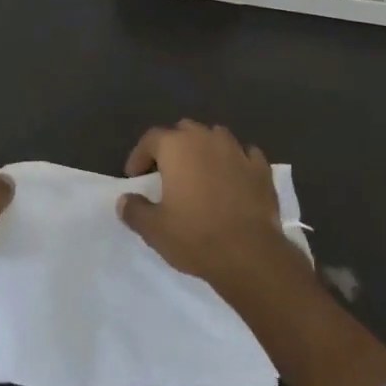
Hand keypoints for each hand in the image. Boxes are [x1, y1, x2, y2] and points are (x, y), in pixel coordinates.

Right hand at [116, 120, 297, 286]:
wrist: (250, 254)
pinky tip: (233, 178)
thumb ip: (135, 210)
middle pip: (184, 131)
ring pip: (215, 137)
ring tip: (200, 172)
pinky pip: (244, 154)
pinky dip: (235, 162)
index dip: (140, 156)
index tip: (135, 177)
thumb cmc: (196, 237)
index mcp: (177, 147)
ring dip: (205, 149)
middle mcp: (206, 139)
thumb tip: (125, 200)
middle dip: (173, 146)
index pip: (151, 139)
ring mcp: (237, 150)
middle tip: (167, 172)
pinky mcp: (261, 168)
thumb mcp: (154, 230)